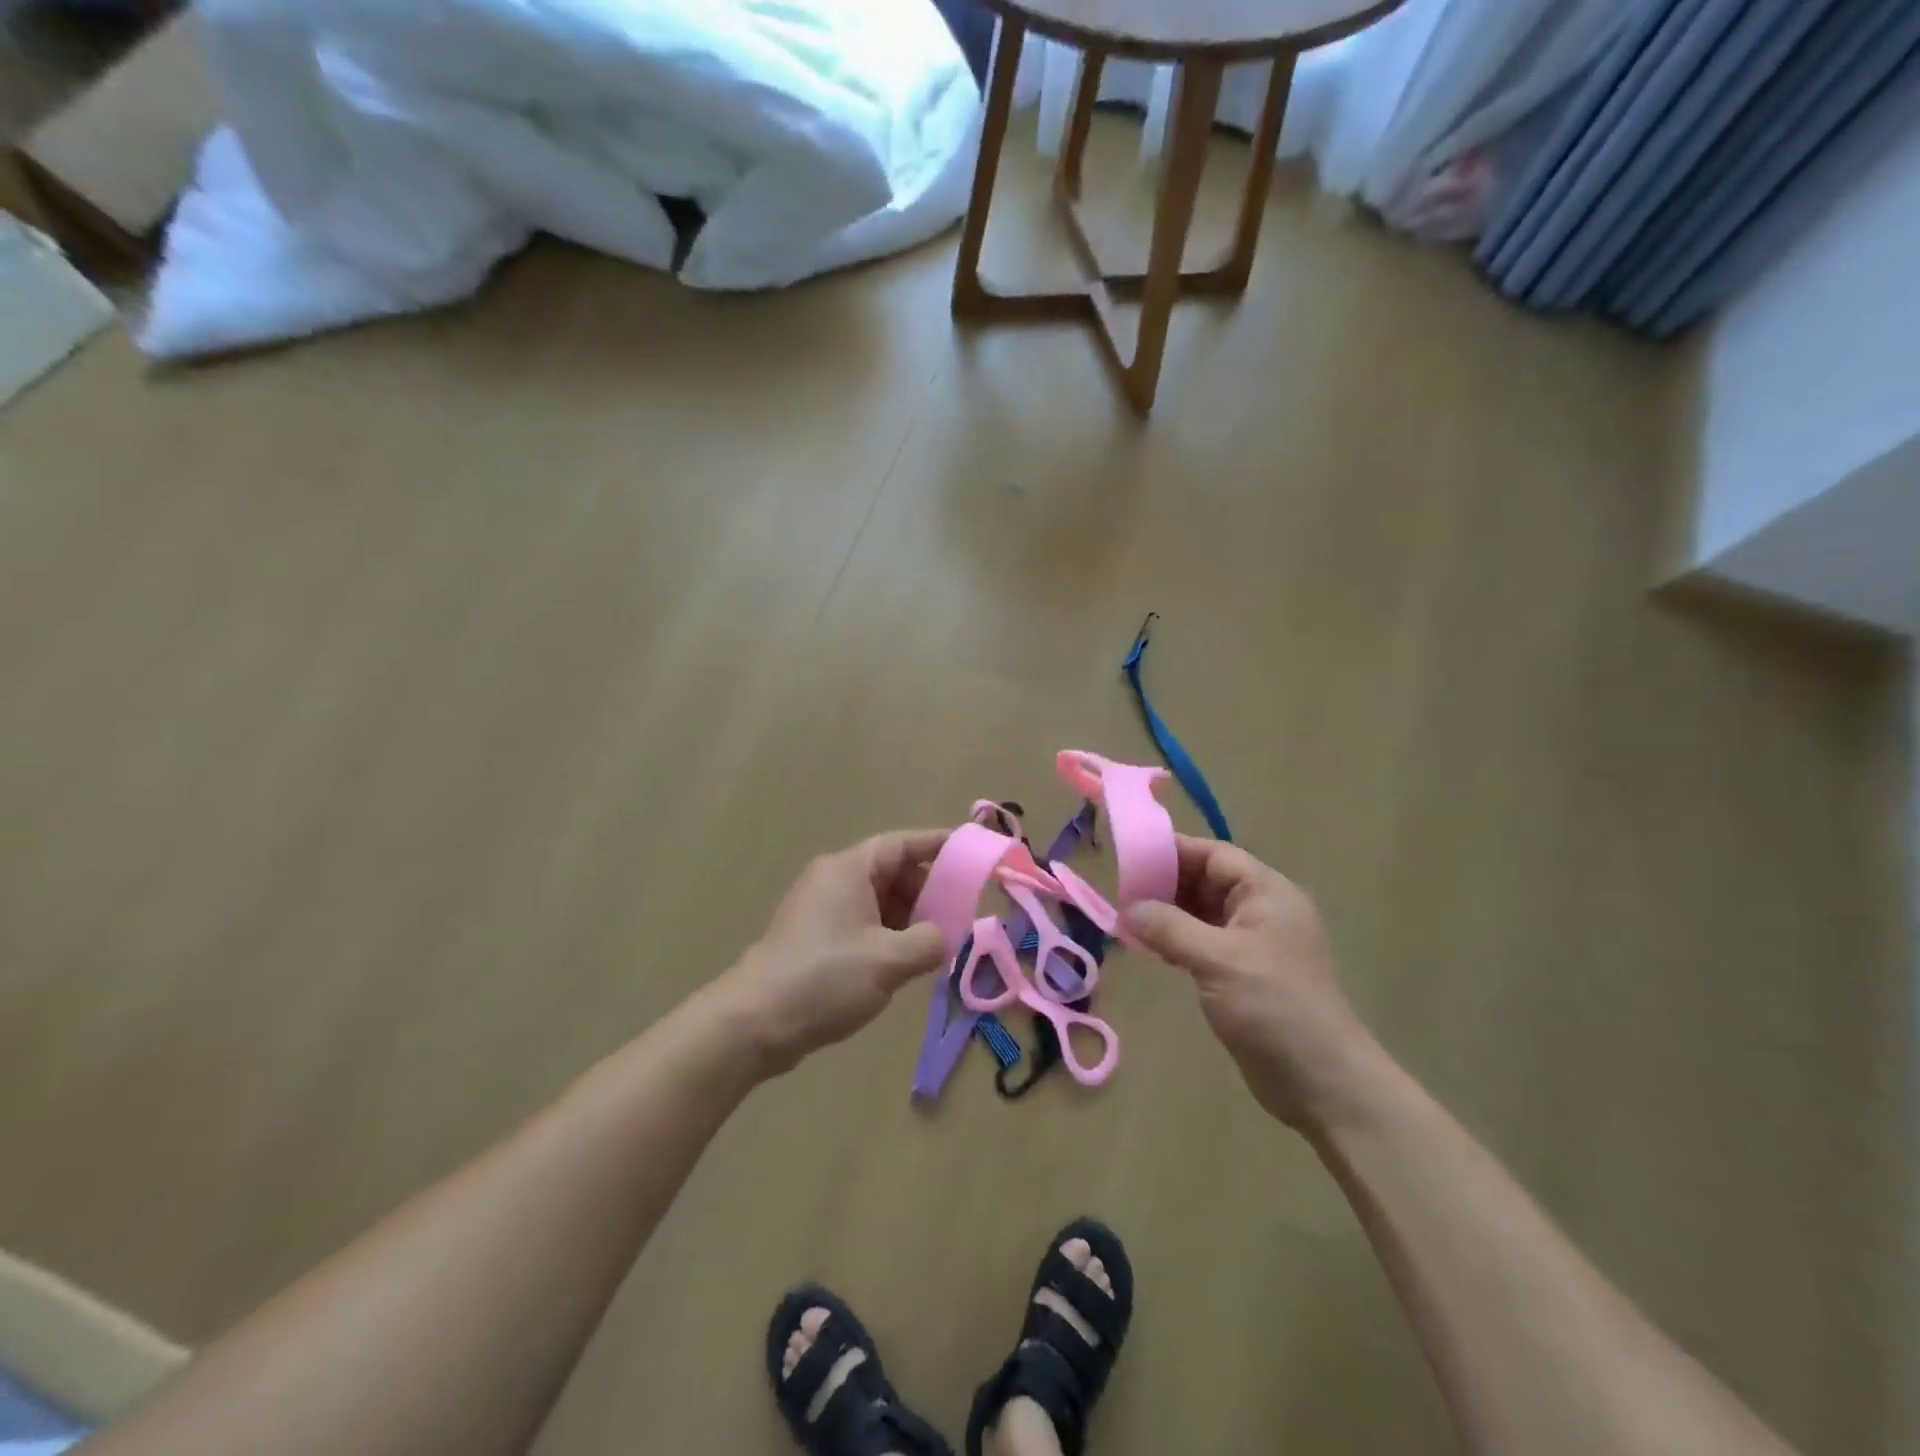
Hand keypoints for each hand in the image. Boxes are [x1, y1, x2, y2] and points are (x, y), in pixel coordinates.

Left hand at [718, 829, 950, 1075]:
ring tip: (937, 944)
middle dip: (928, 891)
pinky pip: (862, 922)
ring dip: (909, 917)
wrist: (753, 1022)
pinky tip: (904, 962)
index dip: (940, 846)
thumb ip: (929, 942)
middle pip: (892, 871)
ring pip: (878, 900)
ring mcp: (821, 908)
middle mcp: (834, 880)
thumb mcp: (889, 960)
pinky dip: (888, 934)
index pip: (903, 844)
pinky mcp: (814, 936)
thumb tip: (943, 937)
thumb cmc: (825, 978)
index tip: (973, 856)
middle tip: (960, 915)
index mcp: (850, 869)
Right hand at [1124, 836, 1381, 1131]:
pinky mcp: (1245, 974)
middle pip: (1207, 881)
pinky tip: (1152, 950)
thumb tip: (1128, 910)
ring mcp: (1255, 944)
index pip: (1214, 855)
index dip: (1173, 852)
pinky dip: (1178, 941)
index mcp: (1267, 893)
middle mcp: (1262, 911)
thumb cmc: (1273, 1007)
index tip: (1129, 858)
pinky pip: (1205, 943)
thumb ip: (1169, 928)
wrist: (1322, 1082)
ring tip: (1128, 921)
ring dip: (1168, 915)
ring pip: (1203, 913)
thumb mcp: (1217, 959)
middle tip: (1121, 893)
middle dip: (1166, 884)